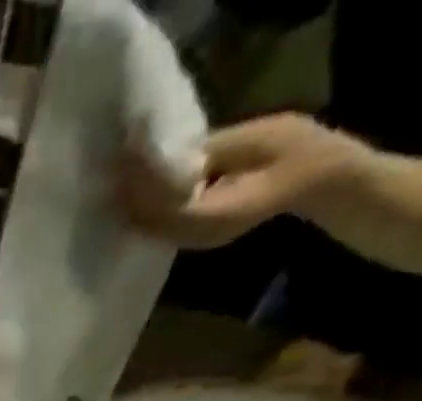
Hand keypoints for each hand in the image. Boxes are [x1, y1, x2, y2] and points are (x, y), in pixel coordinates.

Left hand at [118, 113, 365, 248]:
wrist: (311, 176)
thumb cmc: (289, 150)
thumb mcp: (250, 140)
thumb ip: (208, 151)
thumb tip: (168, 152)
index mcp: (217, 211)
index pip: (168, 203)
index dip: (144, 184)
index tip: (126, 161)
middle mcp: (201, 234)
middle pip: (153, 221)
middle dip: (131, 197)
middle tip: (109, 170)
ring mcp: (197, 240)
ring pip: (153, 229)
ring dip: (132, 207)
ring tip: (114, 180)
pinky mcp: (195, 236)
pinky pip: (161, 229)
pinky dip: (144, 213)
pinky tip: (131, 195)